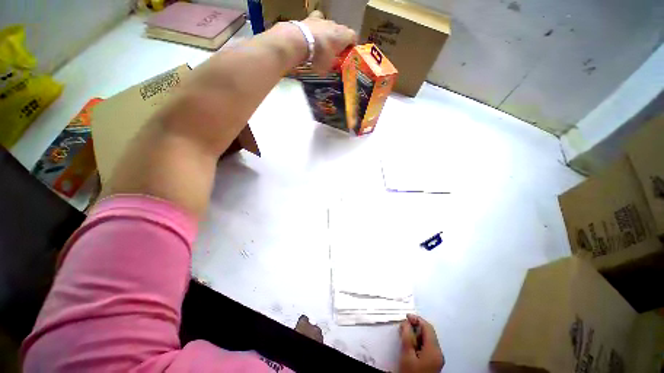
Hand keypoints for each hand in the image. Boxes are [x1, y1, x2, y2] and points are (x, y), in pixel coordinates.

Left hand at [287, 10, 356, 73]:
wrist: (302, 41)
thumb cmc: (320, 56)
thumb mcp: (328, 67)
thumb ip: (332, 67)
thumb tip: (331, 70)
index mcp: (345, 36)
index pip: (354, 38)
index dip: (351, 46)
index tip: (348, 55)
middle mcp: (337, 25)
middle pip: (342, 32)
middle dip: (339, 42)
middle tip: (335, 53)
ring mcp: (325, 20)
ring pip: (330, 27)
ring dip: (328, 35)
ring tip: (323, 46)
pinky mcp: (312, 18)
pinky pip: (318, 21)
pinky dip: (317, 27)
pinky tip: (314, 35)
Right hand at [398, 314, 444, 372]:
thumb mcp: (407, 354)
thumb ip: (407, 336)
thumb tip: (406, 322)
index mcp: (434, 350)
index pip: (428, 327)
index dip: (417, 319)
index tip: (406, 317)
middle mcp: (438, 353)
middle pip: (429, 333)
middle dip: (416, 327)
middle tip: (404, 326)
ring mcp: (436, 359)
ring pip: (427, 340)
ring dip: (416, 334)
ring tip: (405, 335)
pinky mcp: (433, 363)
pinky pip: (427, 347)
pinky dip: (418, 342)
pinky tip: (410, 345)